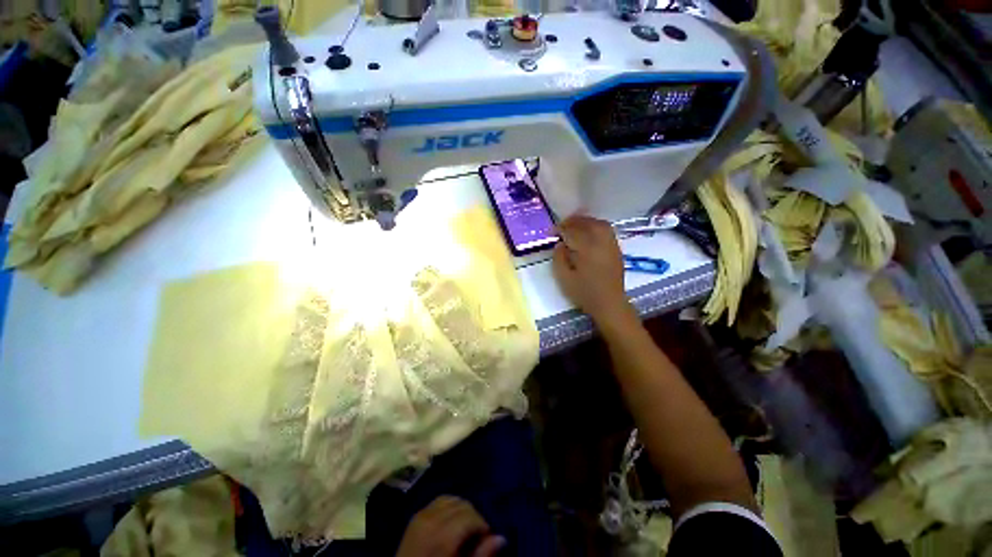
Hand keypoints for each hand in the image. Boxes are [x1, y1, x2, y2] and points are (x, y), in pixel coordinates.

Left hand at [396, 496, 505, 556]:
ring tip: (465, 528)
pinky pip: (437, 501)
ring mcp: (420, 514)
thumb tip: (502, 537)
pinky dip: (448, 507)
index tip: (487, 538)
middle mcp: (431, 518)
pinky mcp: (414, 516)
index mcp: (441, 535)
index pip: (470, 515)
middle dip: (473, 516)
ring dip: (461, 509)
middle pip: (461, 504)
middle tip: (478, 536)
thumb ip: (480, 555)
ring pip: (450, 499)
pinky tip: (450, 522)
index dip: (482, 525)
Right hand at [552, 215, 633, 326]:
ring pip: (599, 224)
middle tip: (562, 224)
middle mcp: (601, 243)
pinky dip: (596, 226)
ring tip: (575, 224)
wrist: (609, 304)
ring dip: (586, 221)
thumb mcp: (565, 278)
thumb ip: (559, 259)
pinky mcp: (616, 249)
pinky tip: (589, 231)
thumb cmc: (584, 293)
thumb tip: (559, 244)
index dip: (561, 229)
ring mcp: (611, 245)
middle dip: (574, 221)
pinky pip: (607, 230)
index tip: (551, 231)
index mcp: (587, 250)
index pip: (572, 232)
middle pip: (588, 223)